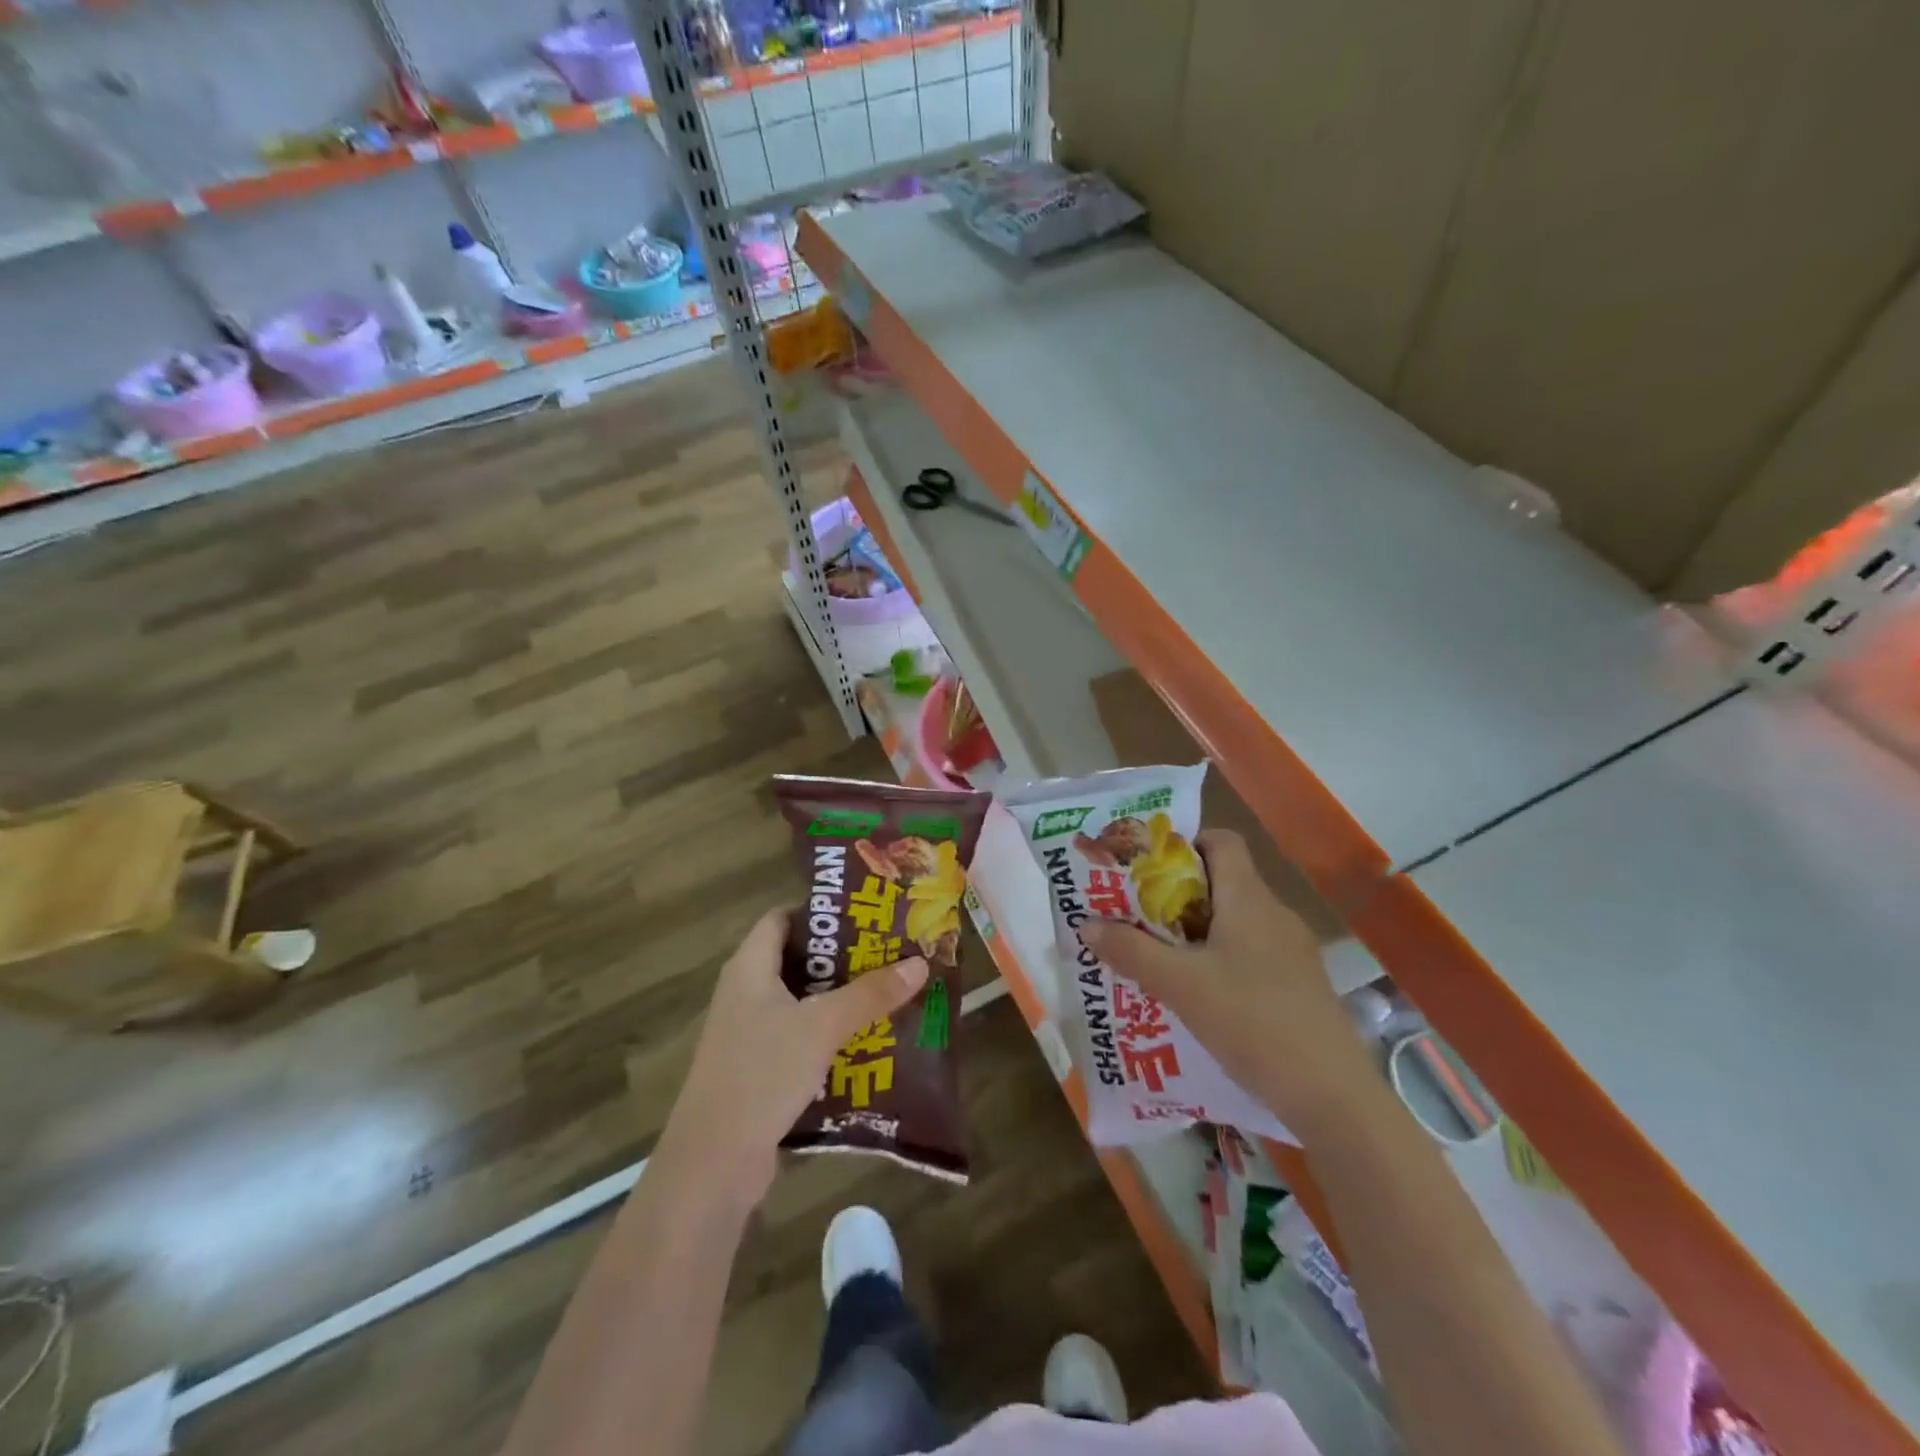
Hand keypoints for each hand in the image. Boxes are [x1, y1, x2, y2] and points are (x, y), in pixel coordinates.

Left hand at [659, 907, 928, 1203]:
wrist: (714, 1162)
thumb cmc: (763, 1073)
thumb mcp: (822, 1026)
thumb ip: (870, 994)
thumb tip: (920, 962)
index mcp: (750, 967)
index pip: (782, 918)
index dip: (820, 911)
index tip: (865, 913)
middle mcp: (746, 992)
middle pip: (797, 959)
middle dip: (843, 956)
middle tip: (889, 951)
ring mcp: (750, 1033)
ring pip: (802, 1001)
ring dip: (841, 997)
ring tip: (889, 991)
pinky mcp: (759, 1068)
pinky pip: (800, 1036)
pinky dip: (830, 1033)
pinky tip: (868, 1039)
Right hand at [1080, 830, 1374, 1136]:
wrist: (1332, 1096)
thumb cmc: (1252, 1022)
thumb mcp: (1180, 986)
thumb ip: (1131, 951)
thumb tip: (1086, 924)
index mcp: (1249, 899)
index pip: (1222, 841)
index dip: (1185, 844)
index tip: (1147, 867)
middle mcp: (1275, 915)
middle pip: (1223, 882)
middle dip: (1177, 894)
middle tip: (1137, 913)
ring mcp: (1292, 952)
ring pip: (1236, 922)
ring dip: (1196, 931)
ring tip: (1157, 954)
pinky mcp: (1299, 986)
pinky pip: (1250, 954)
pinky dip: (1219, 959)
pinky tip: (1197, 993)